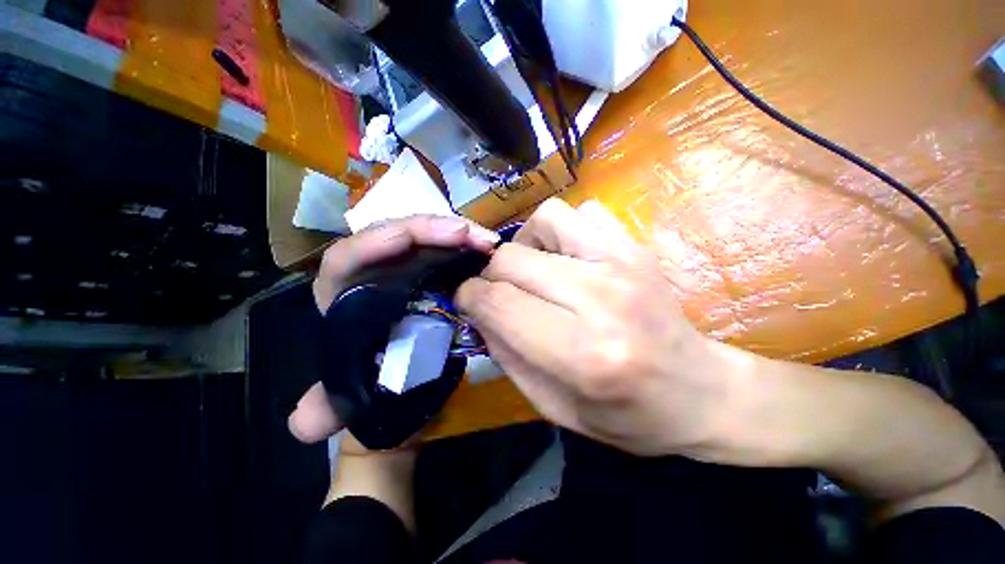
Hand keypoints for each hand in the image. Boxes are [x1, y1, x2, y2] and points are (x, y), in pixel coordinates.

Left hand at [289, 215, 499, 444]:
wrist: (403, 375)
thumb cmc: (374, 378)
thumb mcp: (353, 394)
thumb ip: (330, 405)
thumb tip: (305, 424)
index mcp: (344, 295)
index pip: (346, 258)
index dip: (374, 243)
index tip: (411, 239)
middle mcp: (374, 271)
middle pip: (395, 235)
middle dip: (430, 229)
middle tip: (469, 235)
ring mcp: (407, 266)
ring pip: (425, 237)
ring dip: (455, 233)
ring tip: (486, 240)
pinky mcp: (432, 269)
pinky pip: (447, 248)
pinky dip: (466, 244)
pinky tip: (485, 248)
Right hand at [456, 199, 739, 456]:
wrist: (700, 392)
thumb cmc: (627, 414)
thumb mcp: (553, 406)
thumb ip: (506, 355)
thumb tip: (478, 312)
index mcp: (582, 352)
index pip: (499, 302)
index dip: (470, 297)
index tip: (467, 301)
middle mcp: (601, 298)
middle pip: (512, 259)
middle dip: (490, 276)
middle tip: (498, 294)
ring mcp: (623, 263)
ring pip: (545, 219)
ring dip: (525, 245)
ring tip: (533, 271)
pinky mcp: (636, 247)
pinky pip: (583, 212)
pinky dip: (562, 230)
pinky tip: (566, 258)